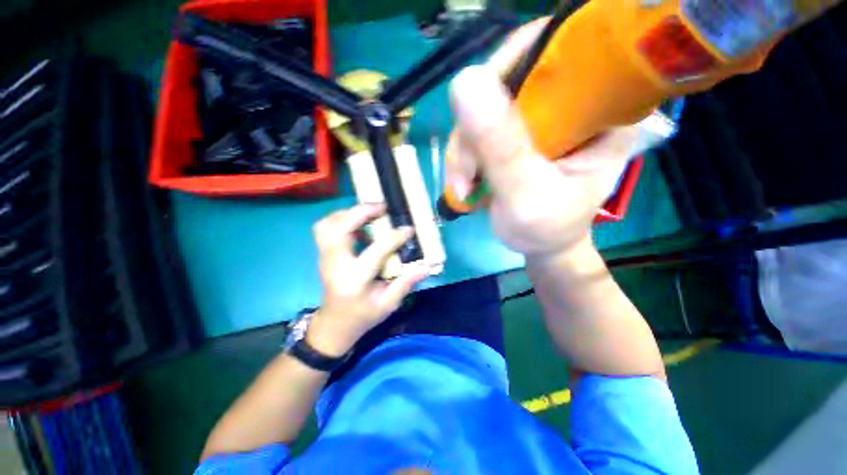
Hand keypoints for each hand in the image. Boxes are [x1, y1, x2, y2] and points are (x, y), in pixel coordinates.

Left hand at [306, 204, 430, 356]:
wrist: (335, 324)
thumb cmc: (363, 316)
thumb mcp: (388, 304)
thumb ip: (405, 283)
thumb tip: (425, 266)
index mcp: (354, 280)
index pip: (375, 252)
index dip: (394, 237)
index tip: (408, 229)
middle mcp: (335, 265)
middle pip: (338, 230)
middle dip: (360, 212)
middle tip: (382, 207)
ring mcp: (325, 258)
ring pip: (326, 225)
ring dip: (348, 213)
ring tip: (369, 212)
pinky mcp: (323, 255)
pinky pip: (325, 229)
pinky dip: (341, 219)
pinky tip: (358, 223)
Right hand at [446, 18, 645, 257]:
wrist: (541, 244)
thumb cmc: (546, 228)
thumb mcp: (527, 194)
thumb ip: (501, 147)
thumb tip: (464, 81)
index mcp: (601, 107)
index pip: (558, 51)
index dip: (509, 69)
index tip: (478, 118)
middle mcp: (571, 100)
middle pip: (507, 80)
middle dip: (474, 131)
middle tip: (466, 175)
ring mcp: (539, 115)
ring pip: (483, 107)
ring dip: (463, 150)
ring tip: (463, 188)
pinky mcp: (515, 131)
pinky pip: (477, 127)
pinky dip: (463, 155)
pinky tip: (464, 182)